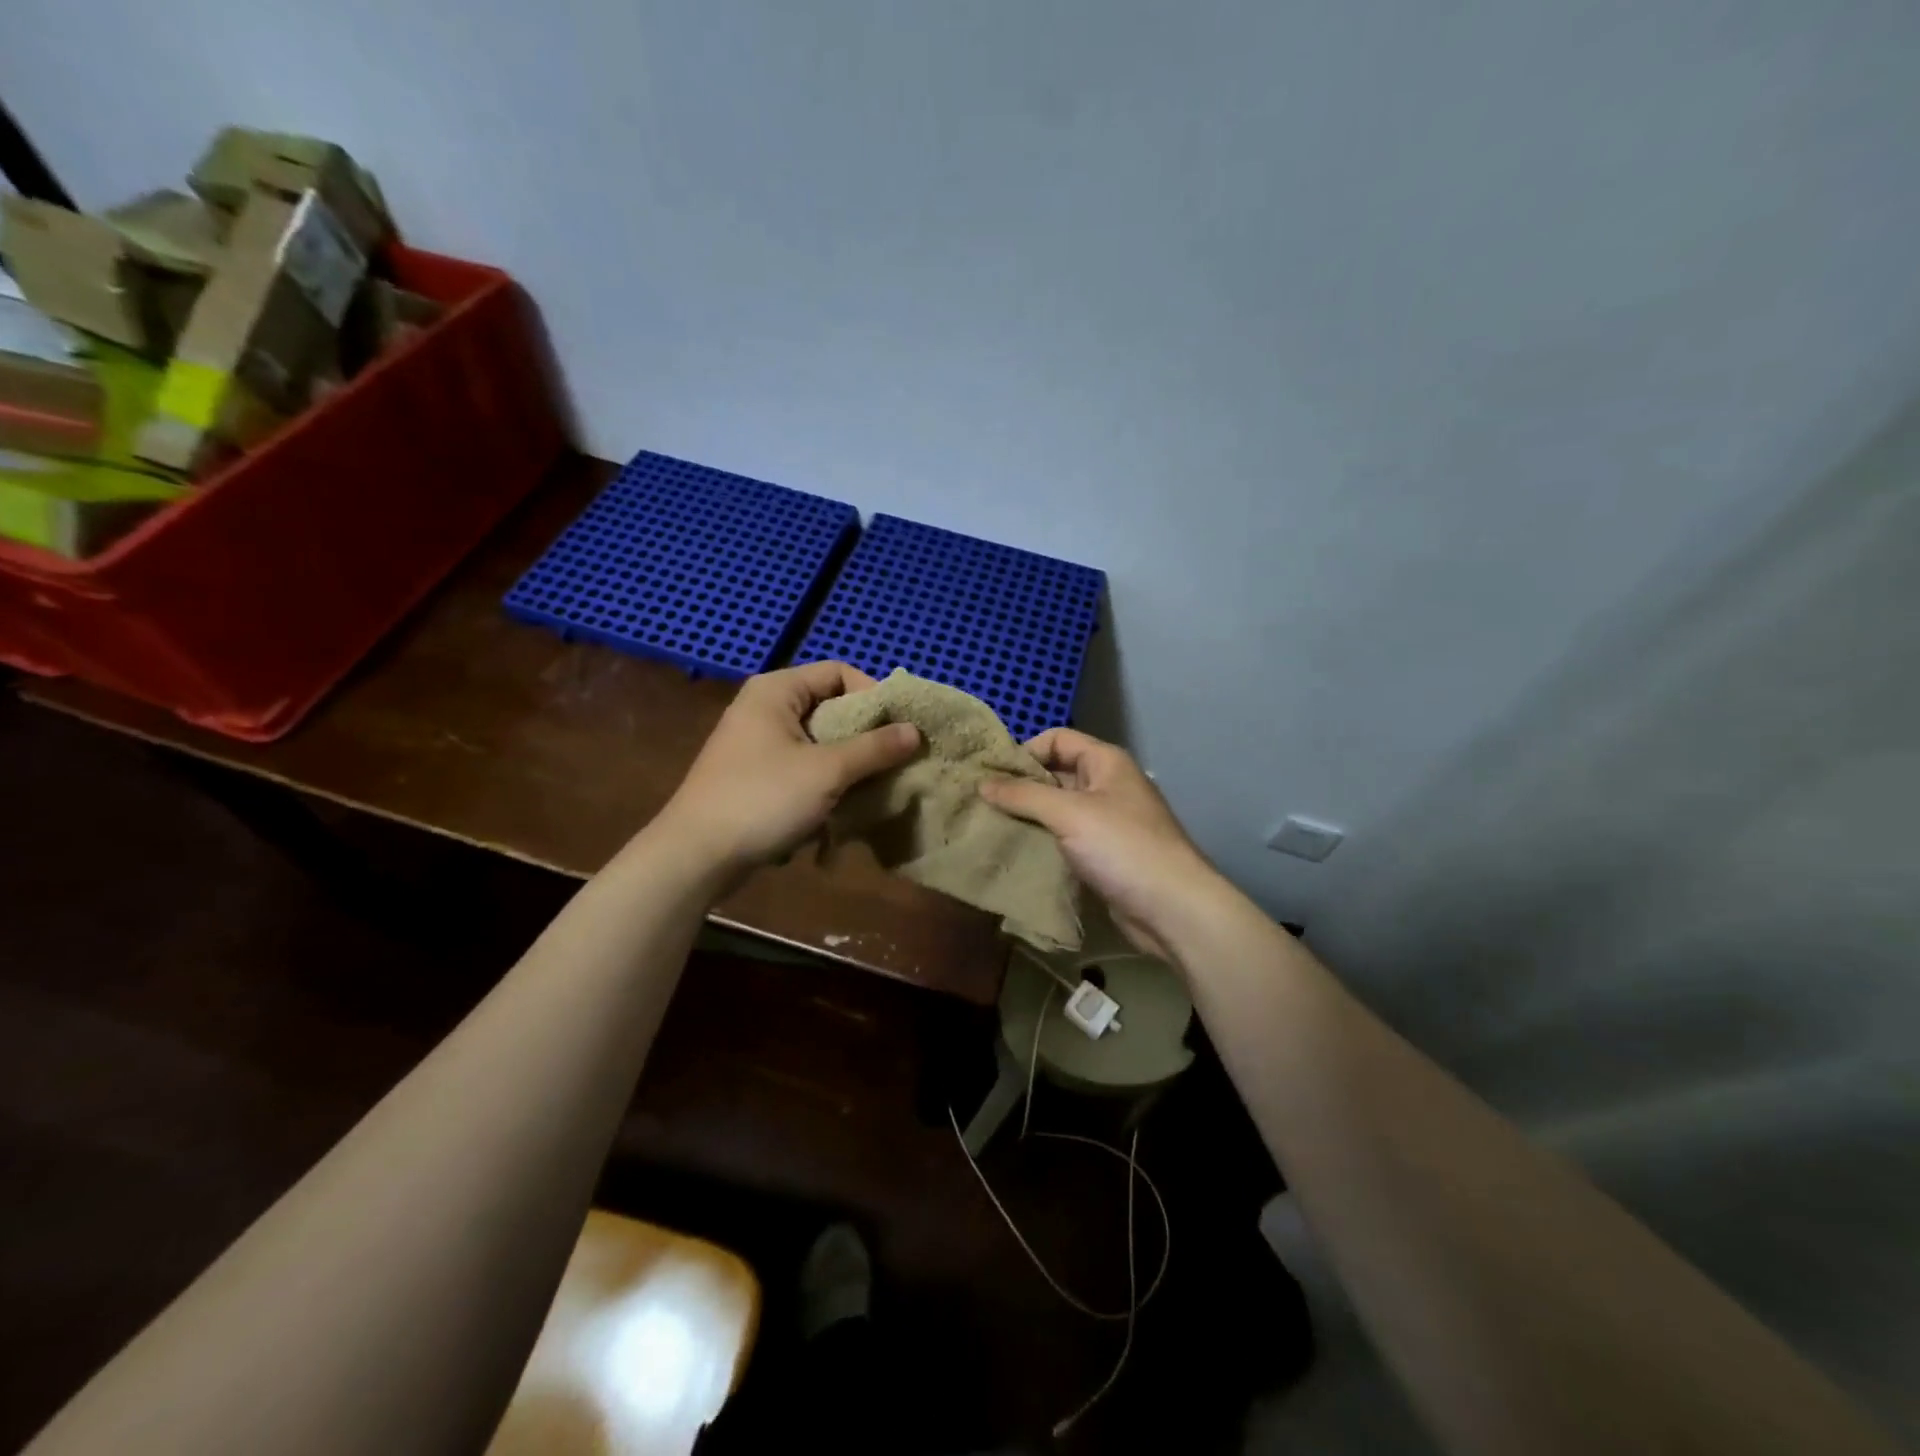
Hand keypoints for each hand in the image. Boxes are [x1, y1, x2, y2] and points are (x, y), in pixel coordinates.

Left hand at [655, 663, 919, 879]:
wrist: (696, 856)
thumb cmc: (762, 799)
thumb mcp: (827, 771)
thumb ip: (874, 748)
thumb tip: (915, 731)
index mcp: (777, 690)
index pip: (839, 672)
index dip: (873, 695)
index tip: (898, 729)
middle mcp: (766, 708)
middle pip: (831, 707)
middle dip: (865, 735)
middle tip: (895, 760)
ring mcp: (758, 743)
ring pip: (820, 742)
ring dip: (849, 763)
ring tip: (876, 787)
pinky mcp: (757, 776)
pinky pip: (804, 767)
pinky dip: (827, 782)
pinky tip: (845, 807)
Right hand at [980, 728, 1219, 958]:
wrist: (1173, 908)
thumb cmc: (1123, 847)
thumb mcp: (1069, 814)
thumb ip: (1024, 795)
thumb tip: (982, 783)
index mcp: (1106, 762)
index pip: (1057, 739)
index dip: (1025, 751)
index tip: (992, 775)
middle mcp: (1107, 785)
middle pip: (1055, 774)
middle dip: (1021, 786)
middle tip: (981, 803)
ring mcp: (1106, 822)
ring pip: (1058, 809)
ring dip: (1028, 817)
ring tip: (990, 827)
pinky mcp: (1103, 855)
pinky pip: (1065, 838)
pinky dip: (1042, 841)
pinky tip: (1016, 851)